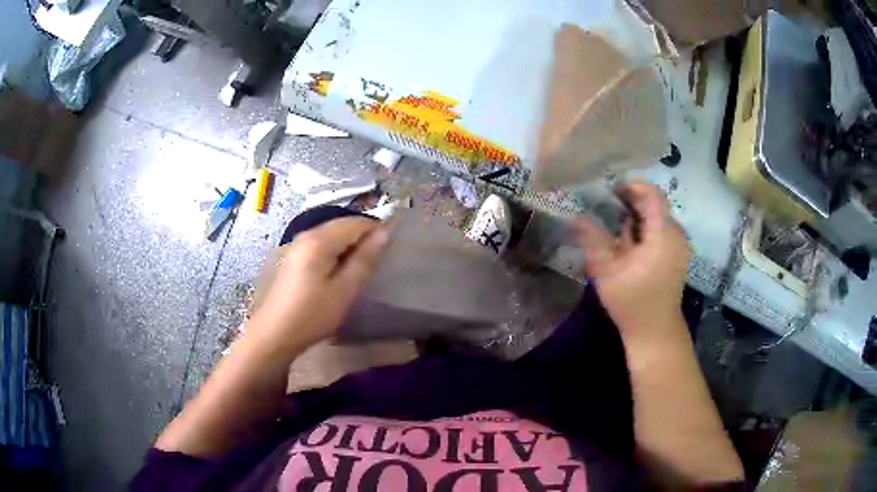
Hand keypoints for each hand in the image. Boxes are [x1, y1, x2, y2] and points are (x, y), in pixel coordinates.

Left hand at [254, 217, 389, 346]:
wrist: (275, 333)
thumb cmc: (312, 314)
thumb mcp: (344, 290)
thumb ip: (364, 260)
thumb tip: (384, 233)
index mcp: (319, 240)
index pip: (356, 222)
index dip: (376, 231)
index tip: (391, 251)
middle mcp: (307, 234)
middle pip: (343, 225)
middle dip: (363, 238)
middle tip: (378, 262)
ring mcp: (298, 244)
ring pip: (332, 234)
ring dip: (350, 246)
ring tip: (362, 268)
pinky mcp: (295, 256)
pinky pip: (322, 244)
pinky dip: (336, 252)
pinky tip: (340, 272)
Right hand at [571, 182, 688, 341]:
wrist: (655, 332)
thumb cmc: (632, 302)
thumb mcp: (607, 270)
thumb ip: (593, 239)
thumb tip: (574, 215)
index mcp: (663, 233)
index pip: (652, 193)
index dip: (631, 186)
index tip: (609, 191)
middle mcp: (675, 234)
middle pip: (654, 204)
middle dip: (629, 201)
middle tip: (604, 205)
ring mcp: (678, 245)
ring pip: (656, 217)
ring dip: (635, 216)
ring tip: (611, 223)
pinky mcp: (675, 256)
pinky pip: (659, 231)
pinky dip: (643, 229)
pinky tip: (625, 241)